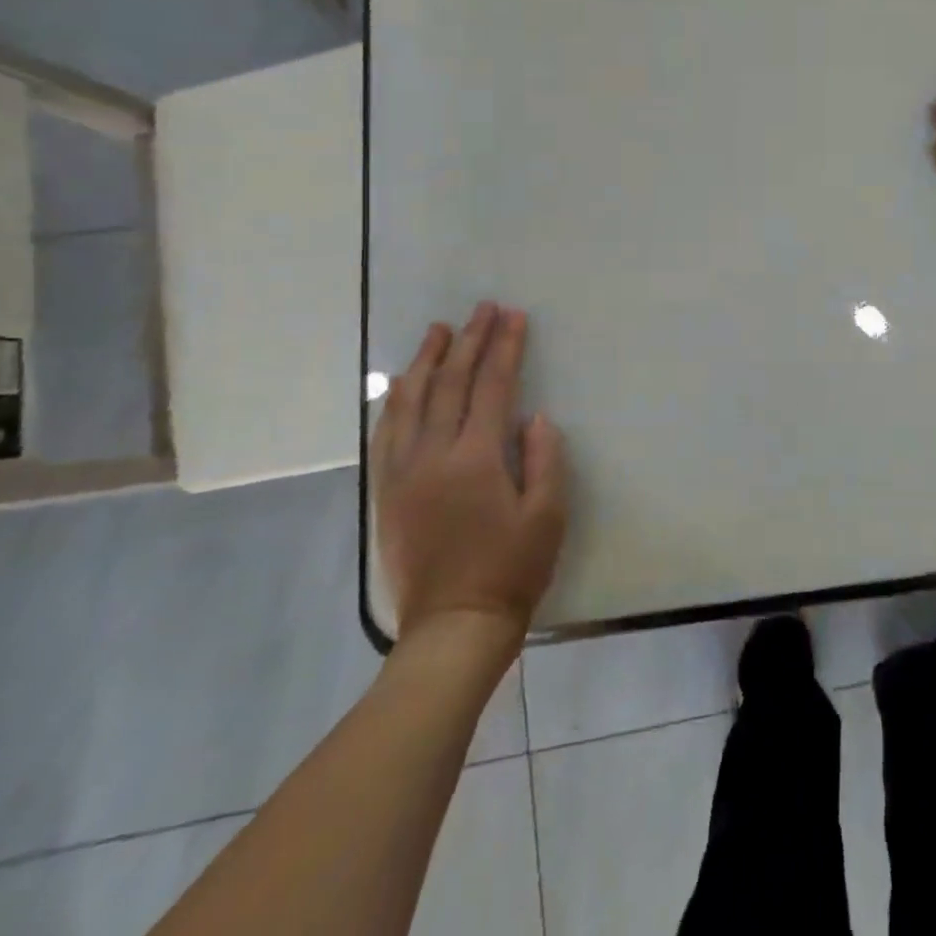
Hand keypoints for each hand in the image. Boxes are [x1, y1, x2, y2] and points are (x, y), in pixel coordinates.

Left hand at [371, 304, 567, 651]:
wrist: (453, 627)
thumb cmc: (511, 570)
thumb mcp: (548, 515)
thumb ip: (544, 459)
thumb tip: (535, 417)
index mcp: (476, 459)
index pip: (491, 387)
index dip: (504, 348)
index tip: (513, 316)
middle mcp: (433, 456)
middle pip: (449, 384)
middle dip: (468, 341)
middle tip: (481, 308)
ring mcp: (403, 473)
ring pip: (409, 402)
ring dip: (426, 361)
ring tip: (438, 330)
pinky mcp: (387, 492)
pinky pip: (387, 432)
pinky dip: (396, 400)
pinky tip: (403, 384)